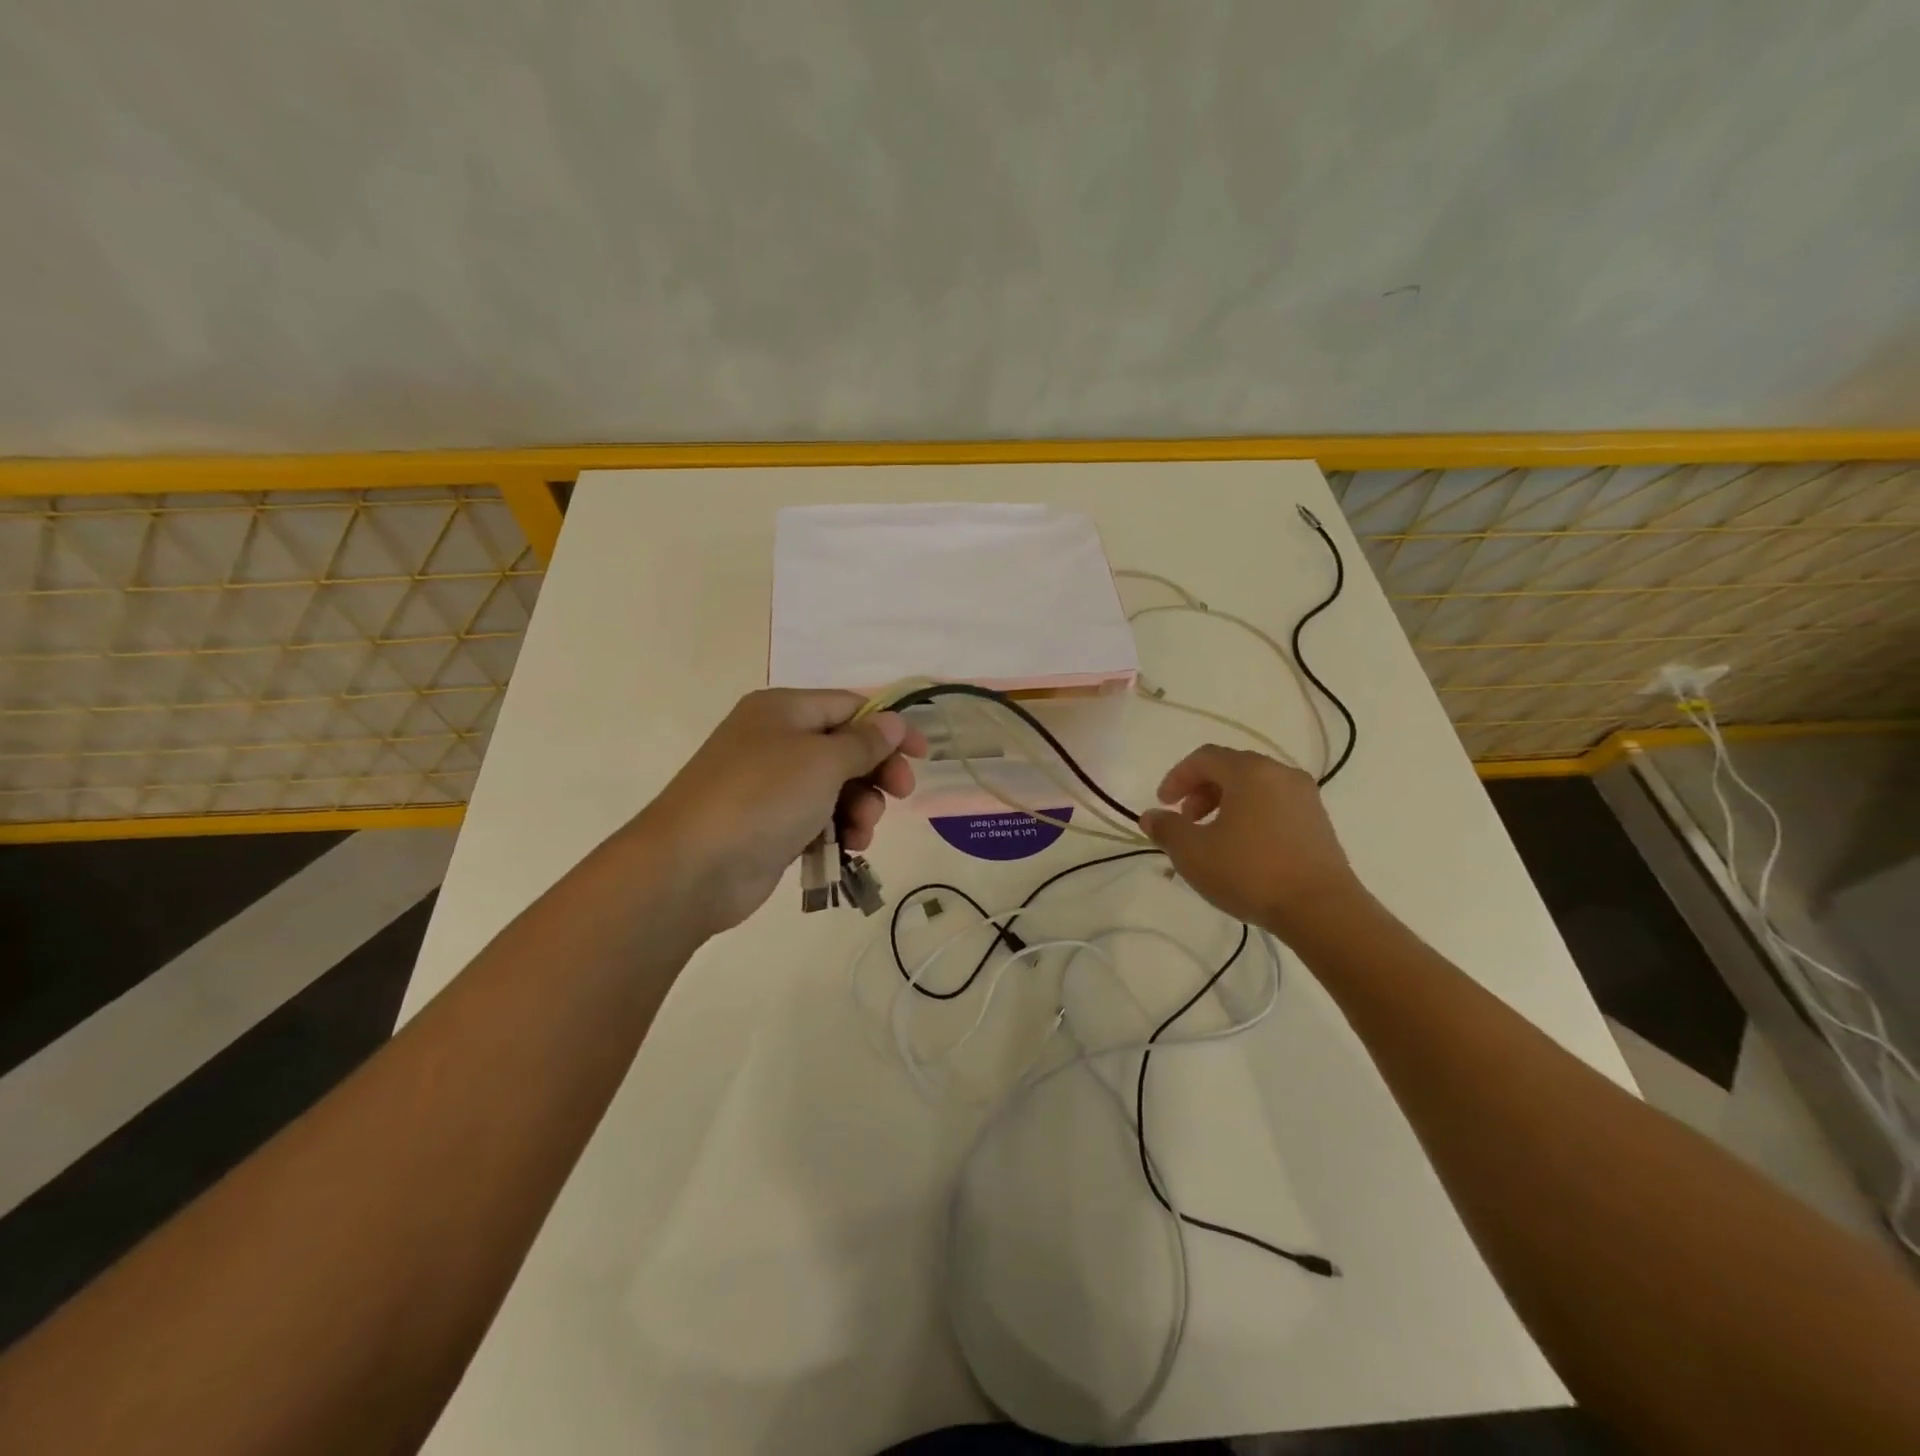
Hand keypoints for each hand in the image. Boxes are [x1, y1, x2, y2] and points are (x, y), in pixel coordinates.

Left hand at [635, 689, 926, 935]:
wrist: (692, 867)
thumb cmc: (763, 797)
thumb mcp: (823, 761)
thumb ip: (864, 741)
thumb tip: (892, 720)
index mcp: (784, 709)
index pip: (850, 706)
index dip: (890, 728)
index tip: (922, 755)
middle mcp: (776, 740)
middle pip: (846, 748)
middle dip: (876, 773)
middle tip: (900, 795)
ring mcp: (770, 784)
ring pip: (836, 787)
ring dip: (860, 806)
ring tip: (861, 831)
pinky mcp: (770, 824)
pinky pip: (818, 817)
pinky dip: (838, 829)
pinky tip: (848, 847)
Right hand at [1138, 745, 1366, 937]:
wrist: (1322, 910)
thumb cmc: (1250, 872)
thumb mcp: (1193, 853)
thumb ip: (1167, 829)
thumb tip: (1151, 816)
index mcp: (1250, 771)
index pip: (1204, 757)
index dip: (1177, 777)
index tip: (1162, 804)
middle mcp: (1280, 774)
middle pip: (1232, 769)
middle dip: (1201, 790)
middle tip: (1186, 820)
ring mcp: (1305, 798)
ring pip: (1255, 788)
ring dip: (1226, 804)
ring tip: (1212, 838)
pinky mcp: (1319, 823)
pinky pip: (1275, 806)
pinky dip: (1251, 815)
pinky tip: (1243, 849)